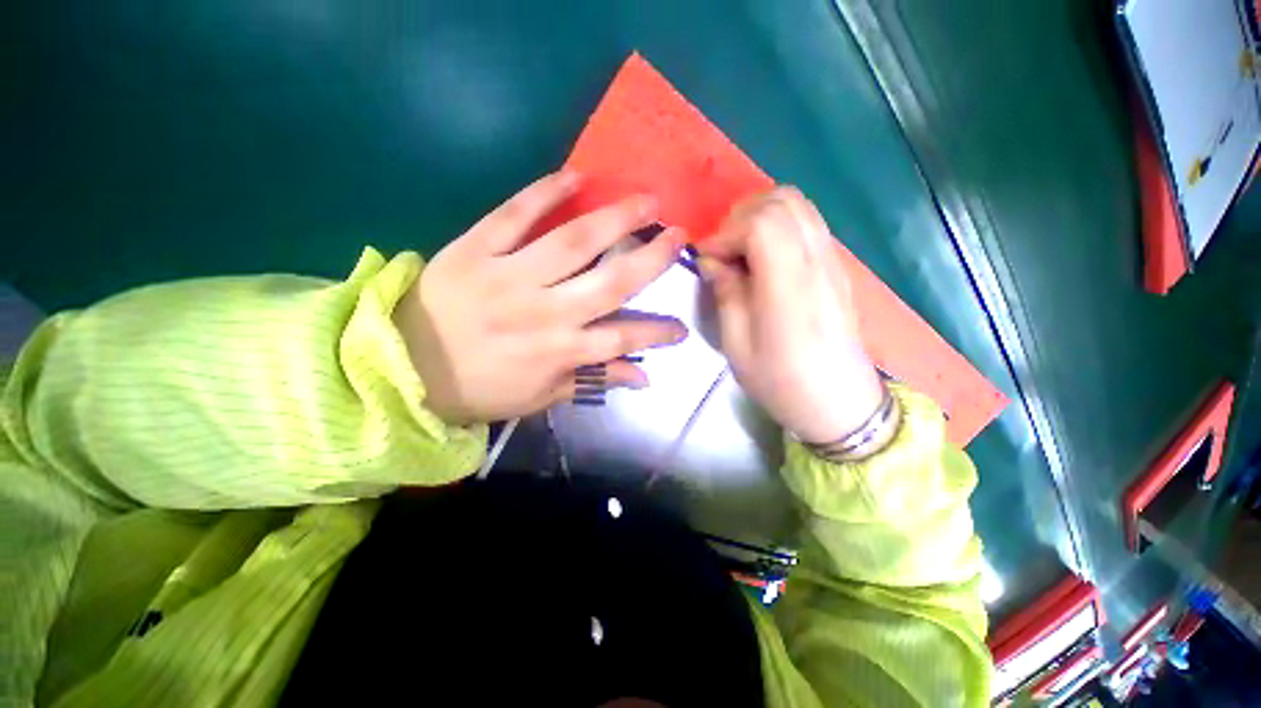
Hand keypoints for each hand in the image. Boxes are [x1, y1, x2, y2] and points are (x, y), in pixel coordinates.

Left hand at [394, 171, 688, 425]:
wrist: (401, 367)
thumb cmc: (480, 388)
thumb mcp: (542, 396)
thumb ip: (593, 381)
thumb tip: (643, 377)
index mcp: (558, 351)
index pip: (623, 339)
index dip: (658, 332)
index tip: (683, 325)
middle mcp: (544, 312)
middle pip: (610, 281)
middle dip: (651, 258)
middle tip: (679, 236)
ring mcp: (509, 276)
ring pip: (573, 241)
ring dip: (615, 219)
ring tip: (645, 201)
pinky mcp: (475, 249)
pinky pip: (514, 214)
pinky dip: (544, 192)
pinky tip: (575, 176)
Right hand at [696, 187, 882, 444]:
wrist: (840, 402)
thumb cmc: (781, 381)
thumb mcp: (737, 345)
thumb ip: (725, 294)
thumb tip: (712, 261)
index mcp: (789, 286)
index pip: (762, 223)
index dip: (726, 232)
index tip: (707, 259)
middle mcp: (816, 262)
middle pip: (783, 201)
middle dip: (742, 217)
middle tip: (723, 251)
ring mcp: (832, 261)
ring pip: (798, 205)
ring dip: (761, 217)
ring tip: (740, 252)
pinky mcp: (836, 267)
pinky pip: (808, 223)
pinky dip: (779, 226)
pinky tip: (764, 259)